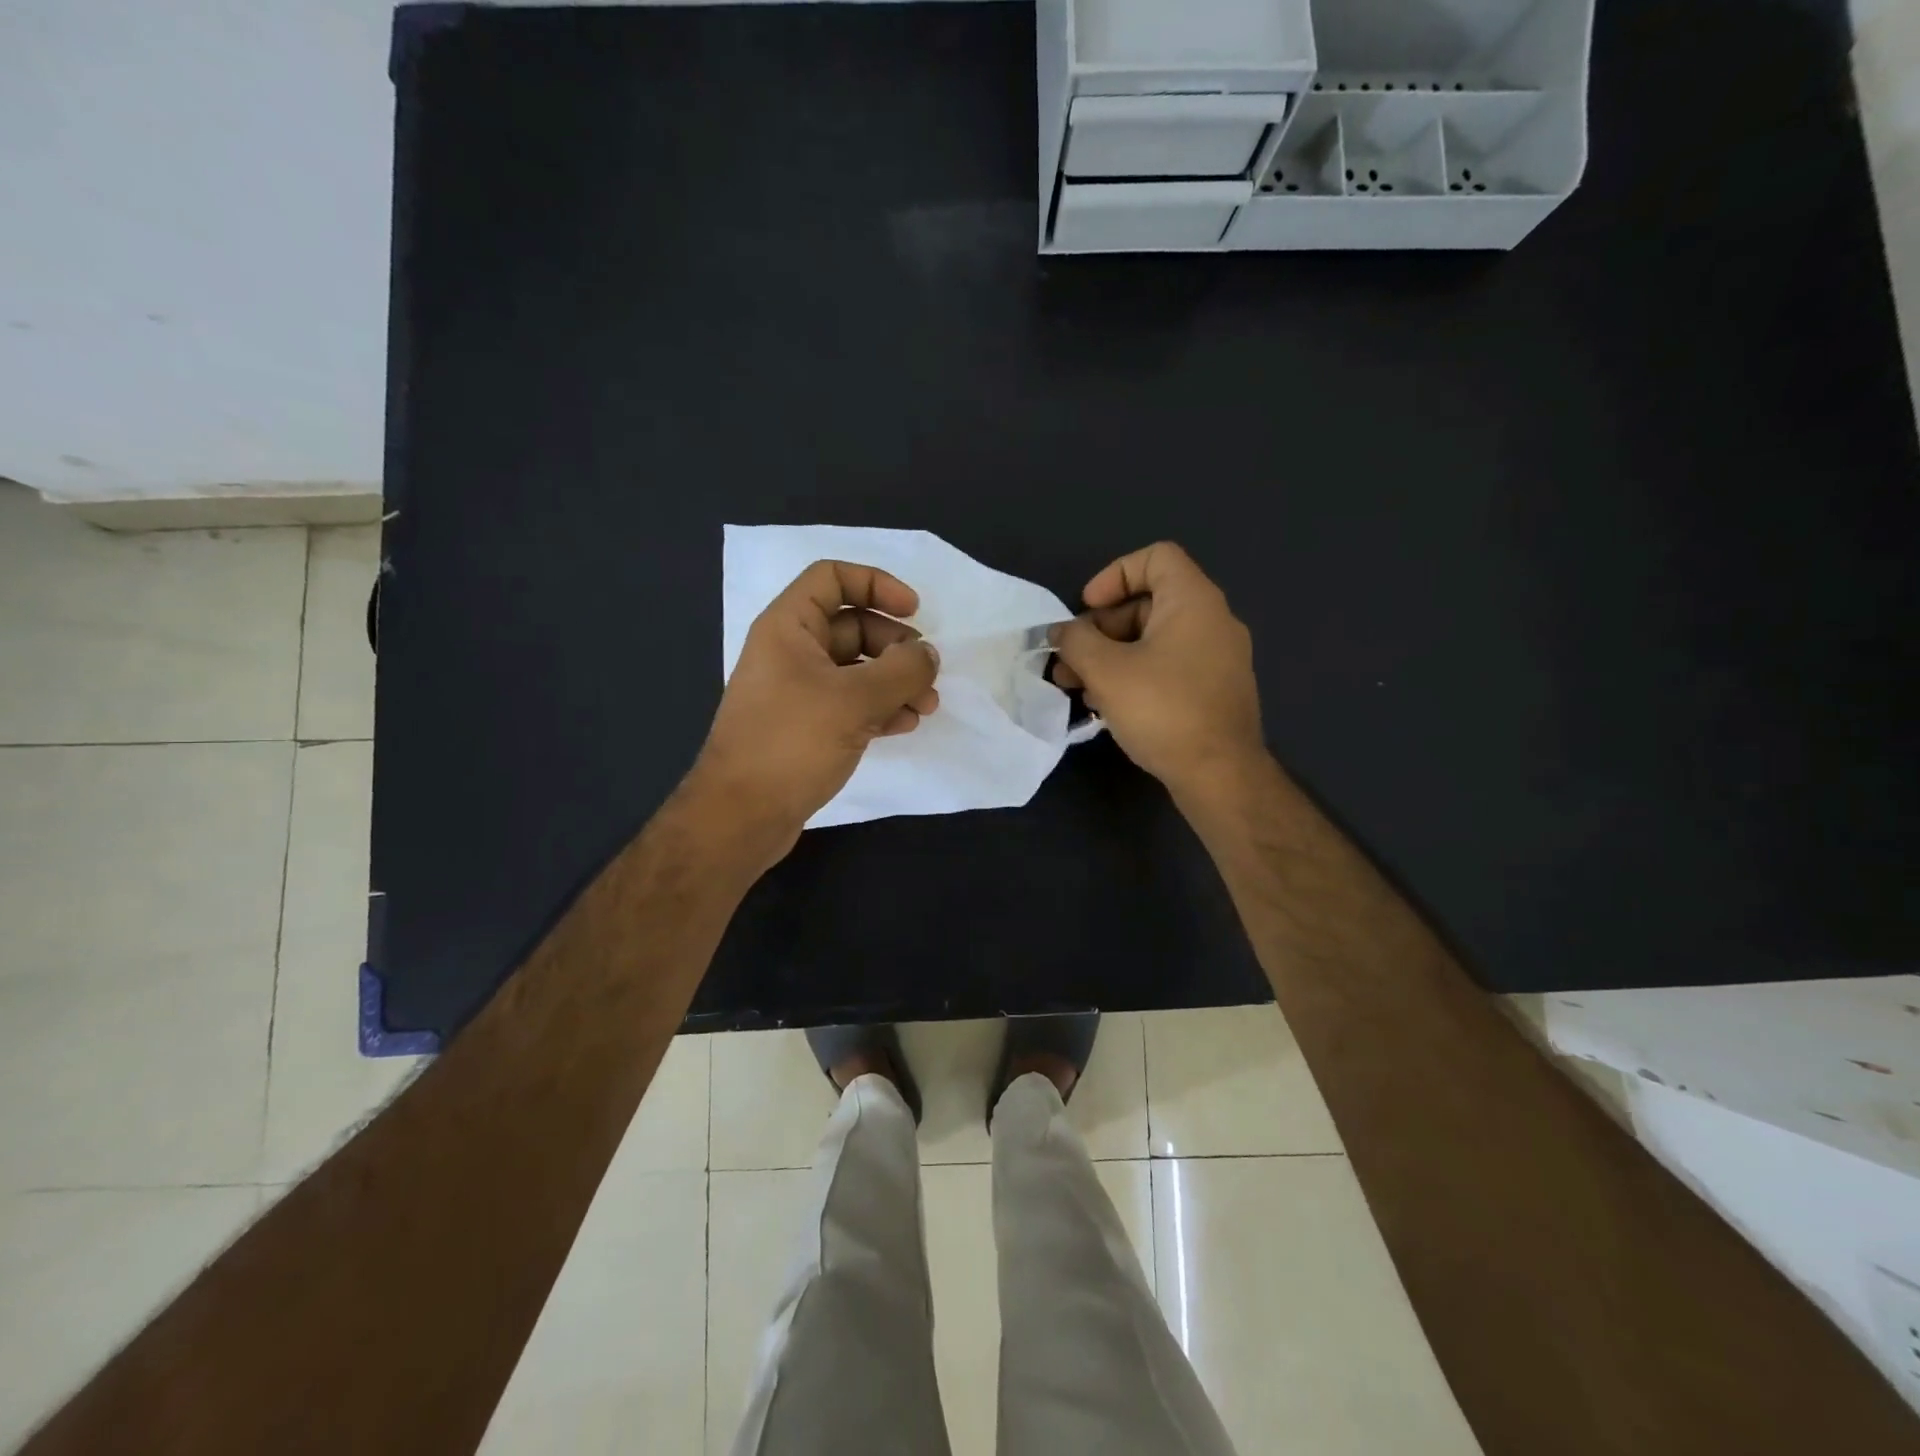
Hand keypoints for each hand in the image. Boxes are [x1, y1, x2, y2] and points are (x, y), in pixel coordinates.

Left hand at [688, 560, 939, 863]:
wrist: (741, 815)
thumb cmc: (791, 743)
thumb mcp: (854, 700)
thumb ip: (901, 671)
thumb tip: (929, 655)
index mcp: (789, 626)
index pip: (833, 578)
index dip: (877, 584)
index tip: (914, 611)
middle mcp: (791, 651)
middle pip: (853, 626)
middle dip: (896, 647)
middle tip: (926, 674)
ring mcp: (798, 690)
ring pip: (857, 669)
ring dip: (894, 682)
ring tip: (926, 708)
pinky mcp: (806, 725)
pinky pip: (850, 702)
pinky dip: (879, 708)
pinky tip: (904, 726)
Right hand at [1051, 542, 1265, 798]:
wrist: (1220, 774)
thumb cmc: (1163, 710)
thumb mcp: (1106, 671)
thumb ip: (1076, 642)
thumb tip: (1061, 632)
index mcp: (1193, 601)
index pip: (1156, 557)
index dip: (1114, 575)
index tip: (1087, 608)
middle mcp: (1212, 621)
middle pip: (1148, 604)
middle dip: (1100, 629)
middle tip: (1069, 660)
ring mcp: (1217, 658)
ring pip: (1154, 641)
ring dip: (1110, 657)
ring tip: (1076, 687)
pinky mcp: (1214, 691)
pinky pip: (1168, 667)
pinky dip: (1135, 676)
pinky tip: (1107, 706)